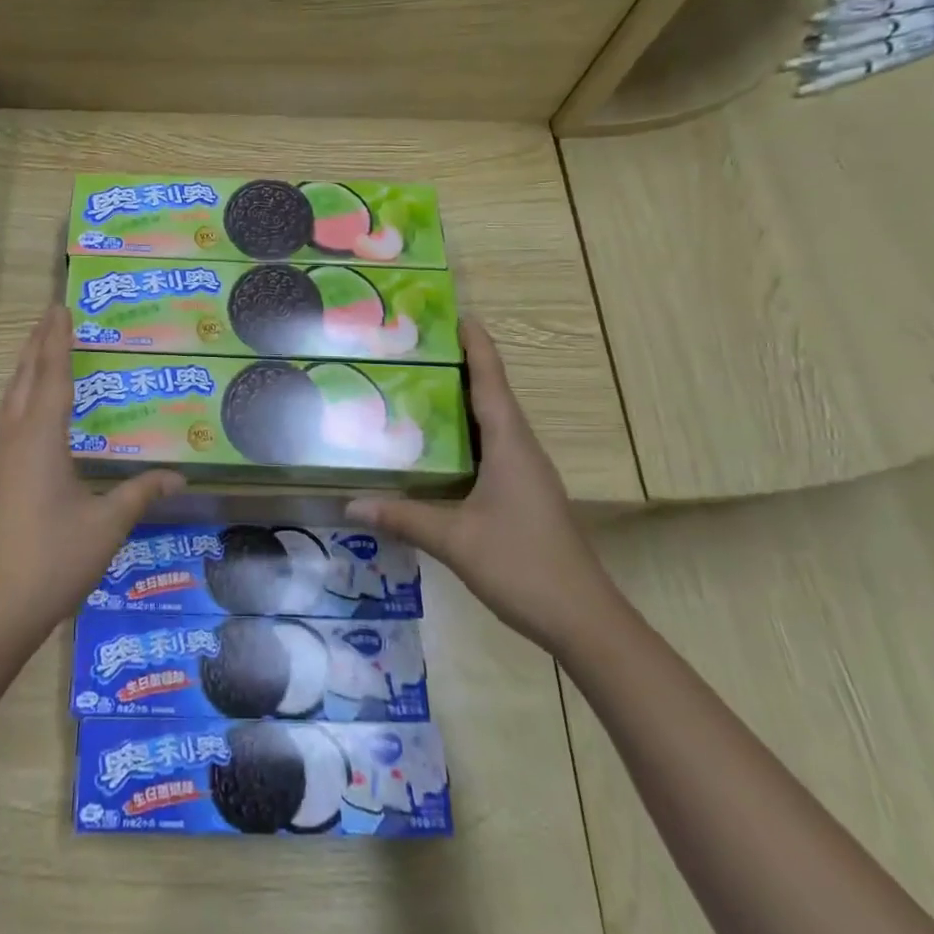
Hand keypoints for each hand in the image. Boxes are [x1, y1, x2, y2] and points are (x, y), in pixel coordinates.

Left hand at [0, 307, 184, 653]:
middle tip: (51, 315)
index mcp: (40, 438)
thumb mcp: (107, 525)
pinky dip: (19, 397)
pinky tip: (27, 410)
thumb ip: (141, 493)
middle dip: (38, 343)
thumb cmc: (54, 560)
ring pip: (9, 398)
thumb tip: (179, 476)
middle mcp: (13, 438)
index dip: (58, 339)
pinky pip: (4, 420)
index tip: (60, 306)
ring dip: (25, 369)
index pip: (53, 375)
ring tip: (39, 349)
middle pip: (25, 377)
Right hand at [347, 319, 620, 653]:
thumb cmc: (523, 565)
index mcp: (510, 444)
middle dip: (459, 365)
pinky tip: (435, 445)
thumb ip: (403, 517)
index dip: (475, 345)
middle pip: (490, 394)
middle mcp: (521, 449)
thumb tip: (349, 502)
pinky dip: (463, 434)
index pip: (491, 380)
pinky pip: (490, 448)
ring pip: (490, 423)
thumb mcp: (455, 540)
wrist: (584, 621)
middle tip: (415, 347)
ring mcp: (525, 473)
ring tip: (417, 385)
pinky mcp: (522, 494)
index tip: (455, 313)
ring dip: (461, 400)